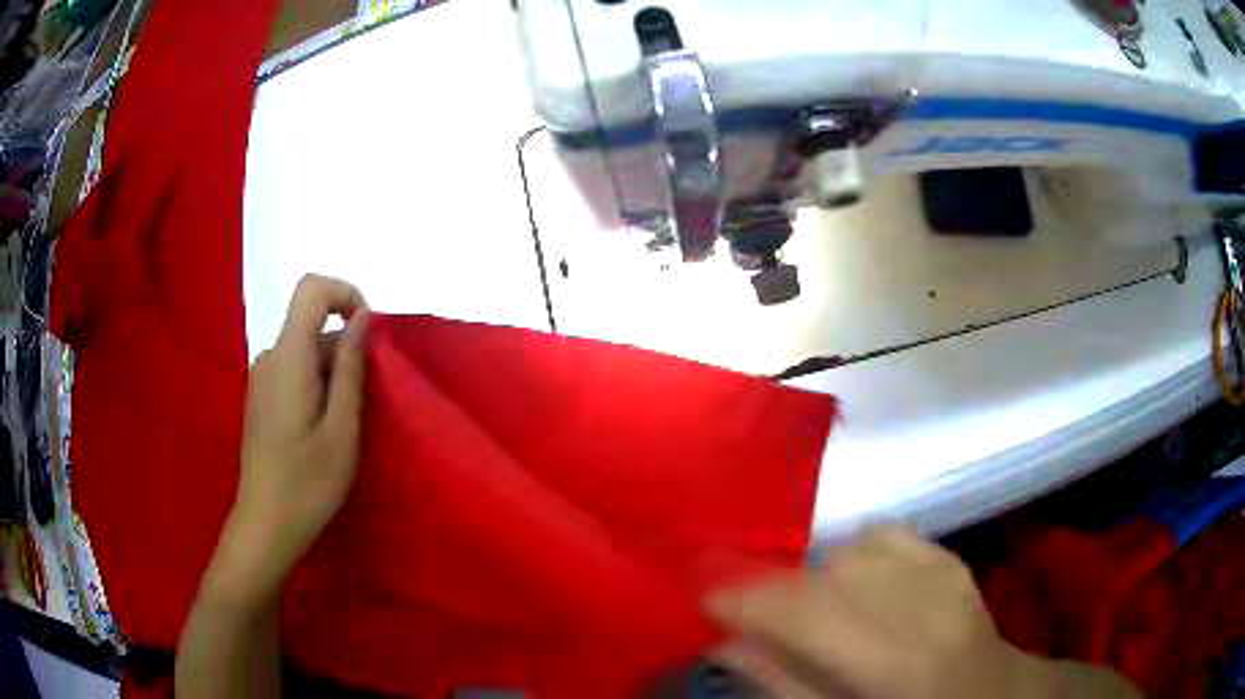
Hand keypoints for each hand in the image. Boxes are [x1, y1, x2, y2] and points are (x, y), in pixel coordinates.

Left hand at [227, 274, 369, 597]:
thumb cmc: (308, 483)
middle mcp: (270, 357)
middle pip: (313, 325)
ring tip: (342, 426)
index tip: (369, 335)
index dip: (345, 295)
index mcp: (289, 357)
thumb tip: (362, 319)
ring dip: (332, 374)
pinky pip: (294, 371)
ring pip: (306, 351)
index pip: (312, 289)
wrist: (265, 525)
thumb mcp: (342, 428)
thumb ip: (350, 367)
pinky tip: (321, 431)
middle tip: (361, 406)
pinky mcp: (261, 397)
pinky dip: (316, 386)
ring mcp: (261, 377)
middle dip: (345, 351)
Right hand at [706, 527, 1048, 698]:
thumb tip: (722, 640)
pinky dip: (858, 555)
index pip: (800, 610)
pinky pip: (884, 533)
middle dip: (771, 590)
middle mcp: (917, 606)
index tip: (697, 596)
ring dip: (817, 578)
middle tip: (751, 614)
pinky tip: (862, 586)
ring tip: (819, 611)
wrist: (990, 697)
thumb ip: (779, 682)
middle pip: (819, 574)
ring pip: (849, 550)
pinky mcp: (950, 556)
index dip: (740, 597)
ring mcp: (941, 572)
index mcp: (890, 662)